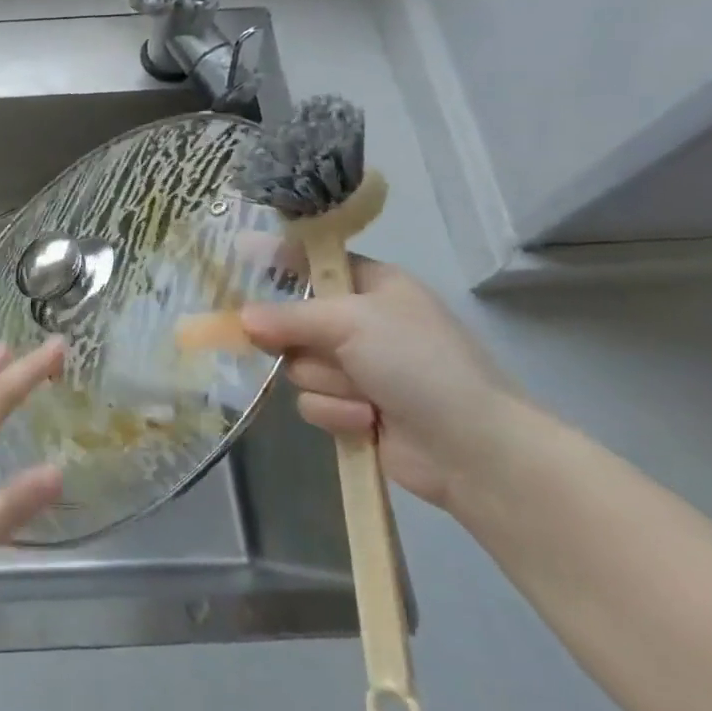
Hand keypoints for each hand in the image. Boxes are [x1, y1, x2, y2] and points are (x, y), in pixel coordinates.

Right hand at [239, 260, 525, 509]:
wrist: (473, 450)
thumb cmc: (418, 363)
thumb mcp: (352, 322)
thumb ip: (289, 315)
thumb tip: (240, 318)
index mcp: (373, 285)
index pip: (313, 262)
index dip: (277, 263)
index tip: (238, 260)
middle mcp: (361, 322)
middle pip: (293, 319)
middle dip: (302, 341)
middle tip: (313, 346)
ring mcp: (357, 368)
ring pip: (299, 365)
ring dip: (328, 383)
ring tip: (364, 395)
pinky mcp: (352, 409)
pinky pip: (312, 402)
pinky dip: (336, 412)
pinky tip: (367, 420)